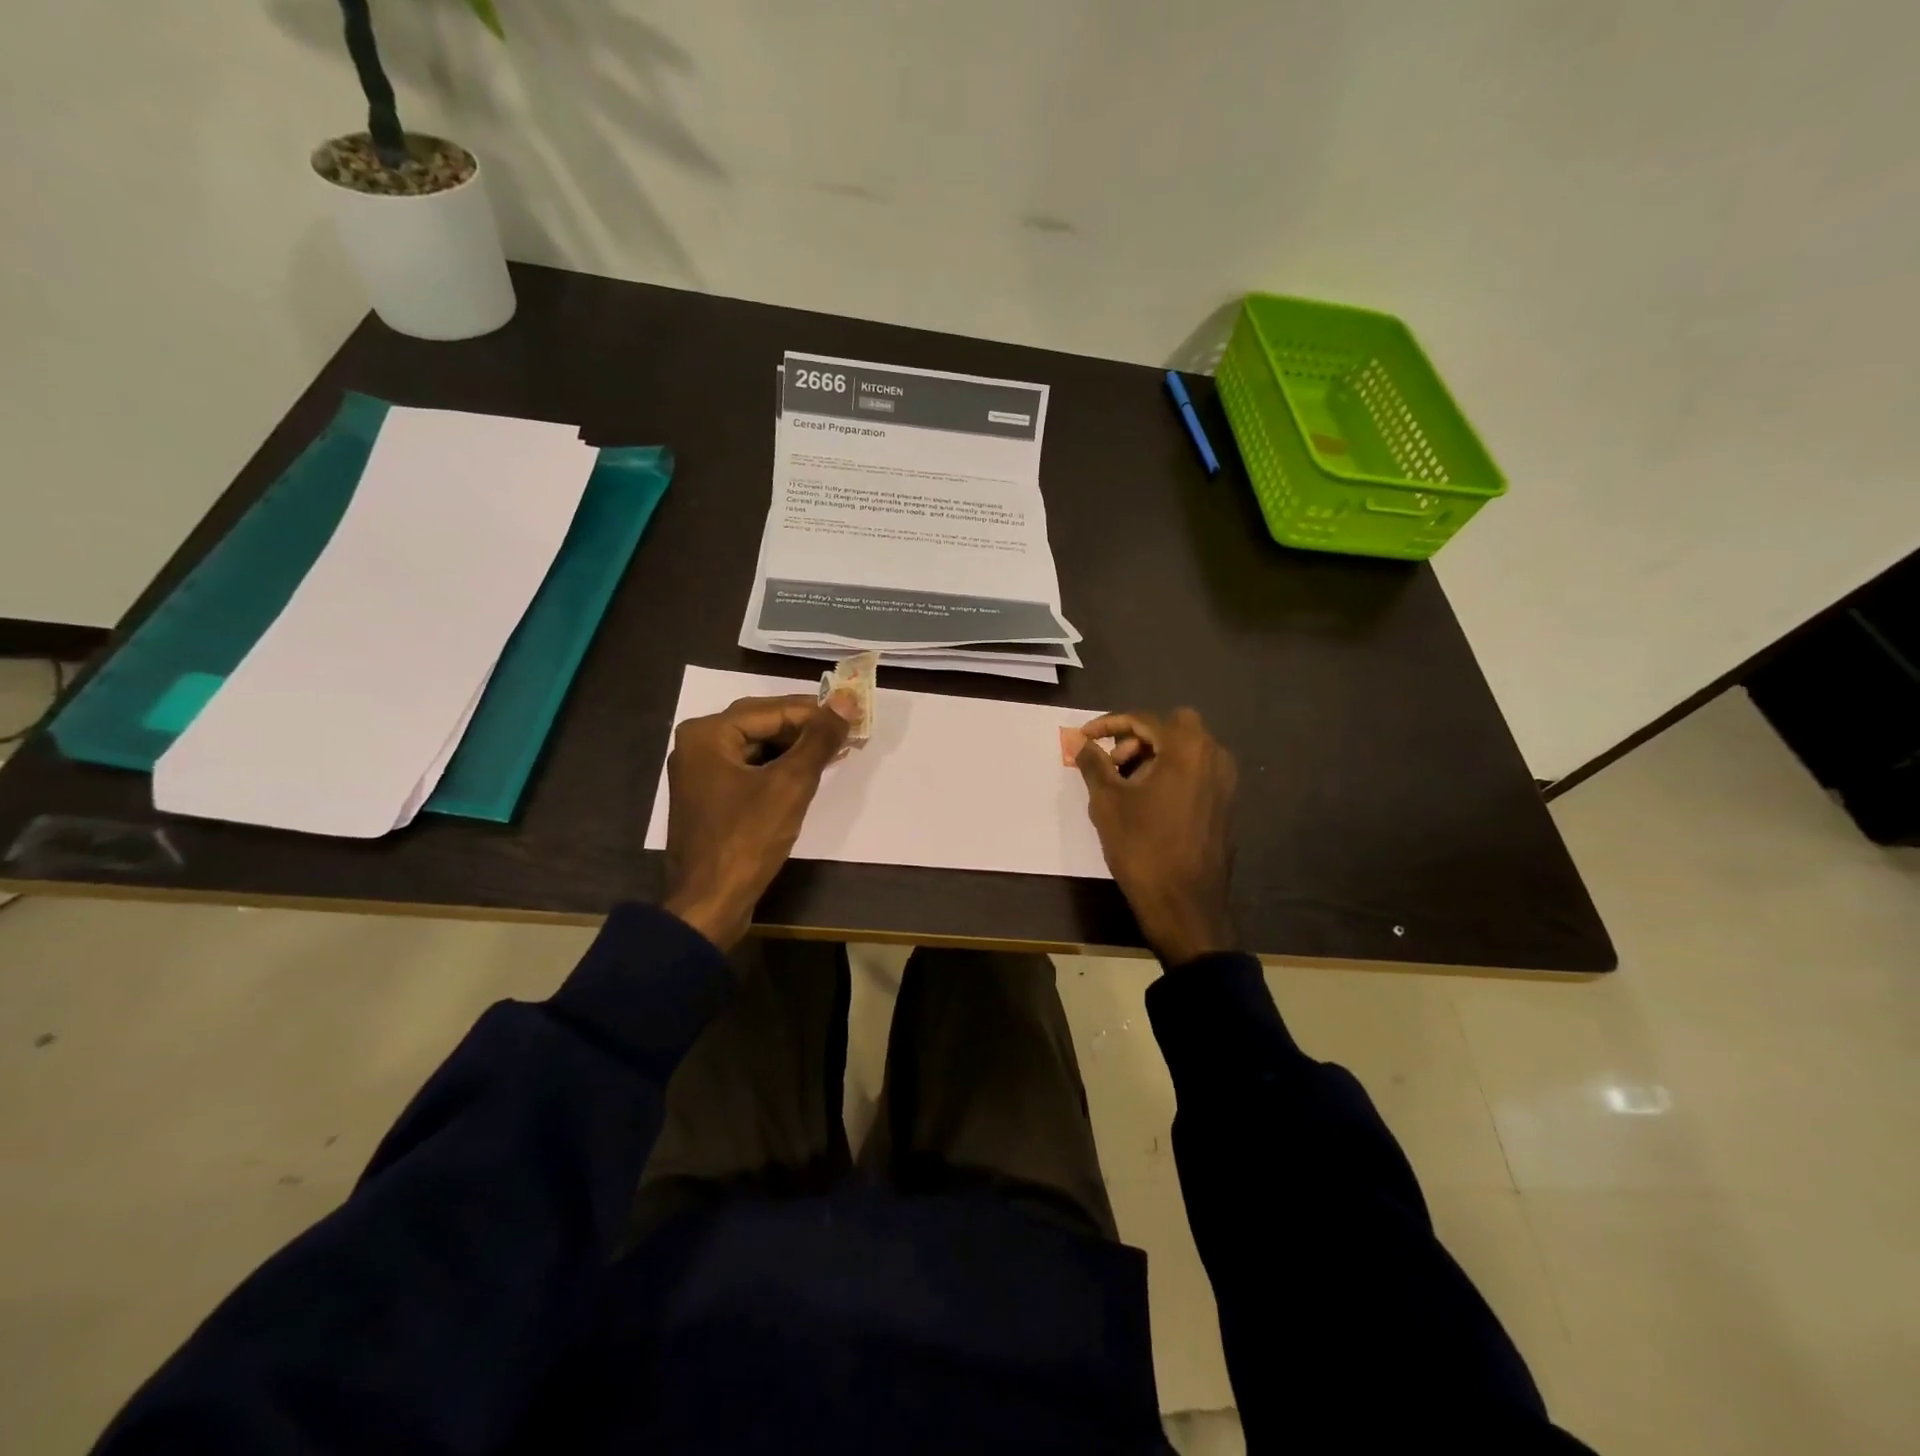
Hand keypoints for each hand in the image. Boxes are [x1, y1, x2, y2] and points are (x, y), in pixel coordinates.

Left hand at [661, 693, 850, 949]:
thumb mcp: (790, 784)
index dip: (816, 712)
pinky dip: (779, 768)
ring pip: (757, 747)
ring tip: (836, 750)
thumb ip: (819, 740)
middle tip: (847, 730)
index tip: (854, 713)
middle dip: (806, 728)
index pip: (772, 710)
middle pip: (761, 724)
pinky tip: (808, 773)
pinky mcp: (710, 798)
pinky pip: (750, 769)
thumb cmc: (747, 839)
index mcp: (708, 734)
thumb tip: (845, 700)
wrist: (709, 903)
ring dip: (795, 748)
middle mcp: (698, 745)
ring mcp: (701, 773)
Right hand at [1075, 708, 1237, 964]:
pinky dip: (1171, 775)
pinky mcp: (1226, 804)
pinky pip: (1196, 773)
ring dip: (1155, 757)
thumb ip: (1093, 764)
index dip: (1109, 725)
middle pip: (1172, 728)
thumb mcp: (1107, 802)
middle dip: (1138, 738)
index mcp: (1187, 748)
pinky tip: (1148, 804)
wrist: (1185, 904)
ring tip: (1126, 787)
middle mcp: (1214, 756)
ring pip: (1187, 750)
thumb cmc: (1142, 847)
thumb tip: (1082, 743)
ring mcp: (1225, 781)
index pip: (1144, 720)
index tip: (1084, 738)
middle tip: (1113, 765)